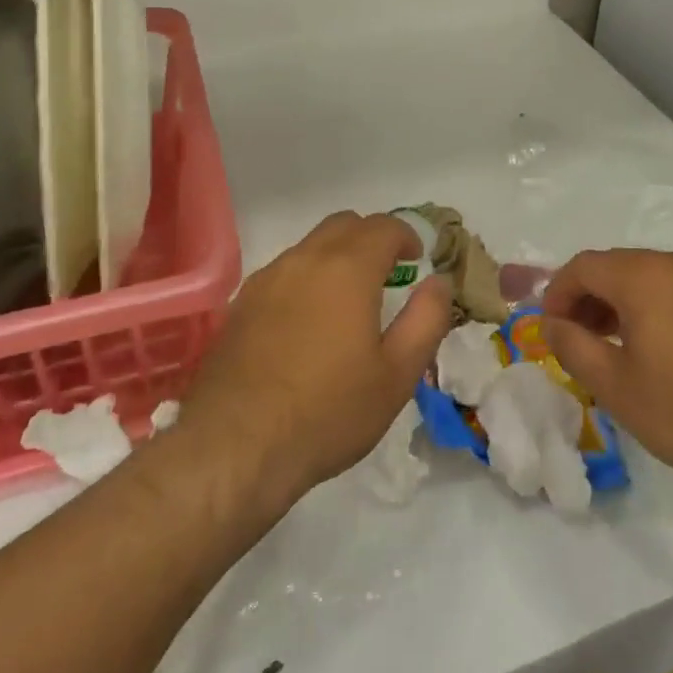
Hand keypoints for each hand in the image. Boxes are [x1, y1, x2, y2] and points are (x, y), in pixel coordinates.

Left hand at [179, 212, 453, 504]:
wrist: (234, 446)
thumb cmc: (327, 411)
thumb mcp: (397, 375)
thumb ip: (427, 319)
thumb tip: (439, 282)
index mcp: (347, 268)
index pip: (383, 227)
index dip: (406, 236)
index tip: (416, 260)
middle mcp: (304, 260)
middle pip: (343, 225)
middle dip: (371, 238)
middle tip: (388, 271)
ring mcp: (266, 280)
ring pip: (310, 246)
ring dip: (336, 256)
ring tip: (348, 298)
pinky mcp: (240, 304)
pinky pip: (283, 272)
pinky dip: (306, 278)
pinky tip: (307, 320)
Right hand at [542, 249, 672, 494]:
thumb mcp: (616, 386)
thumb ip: (573, 348)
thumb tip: (553, 324)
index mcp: (641, 275)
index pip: (582, 266)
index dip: (556, 294)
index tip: (549, 331)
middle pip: (613, 267)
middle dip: (585, 299)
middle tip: (575, 341)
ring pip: (644, 278)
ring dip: (616, 305)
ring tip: (609, 349)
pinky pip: (671, 291)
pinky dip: (647, 309)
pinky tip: (651, 351)